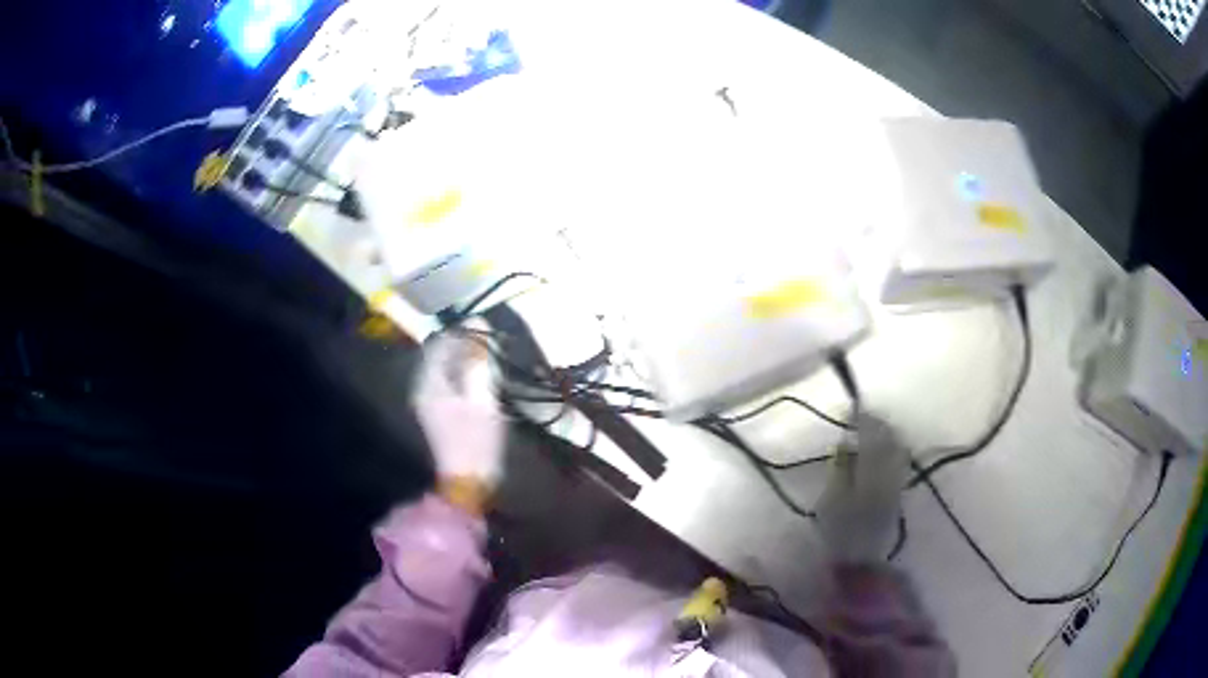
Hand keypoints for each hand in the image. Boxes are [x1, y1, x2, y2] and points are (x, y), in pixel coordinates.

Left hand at [413, 335, 506, 501]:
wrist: (467, 481)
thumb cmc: (476, 440)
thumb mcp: (483, 400)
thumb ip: (480, 361)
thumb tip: (479, 324)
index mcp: (429, 383)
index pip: (439, 343)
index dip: (461, 331)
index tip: (487, 328)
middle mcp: (423, 388)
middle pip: (439, 354)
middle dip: (463, 343)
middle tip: (491, 342)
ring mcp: (428, 401)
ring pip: (444, 367)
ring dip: (464, 358)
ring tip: (489, 356)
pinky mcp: (438, 411)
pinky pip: (447, 380)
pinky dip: (462, 373)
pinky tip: (480, 376)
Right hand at [814, 413, 908, 562]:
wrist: (863, 558)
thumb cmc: (840, 530)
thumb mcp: (832, 499)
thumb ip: (840, 470)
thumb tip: (844, 445)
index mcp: (872, 469)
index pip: (872, 435)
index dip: (863, 419)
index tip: (850, 409)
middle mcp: (890, 470)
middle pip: (889, 438)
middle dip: (878, 424)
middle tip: (864, 415)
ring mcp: (896, 480)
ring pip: (896, 448)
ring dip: (886, 435)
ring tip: (873, 429)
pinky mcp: (898, 491)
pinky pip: (897, 460)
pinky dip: (890, 449)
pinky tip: (883, 451)